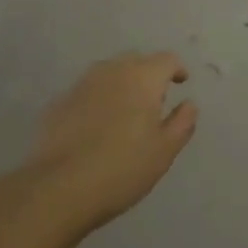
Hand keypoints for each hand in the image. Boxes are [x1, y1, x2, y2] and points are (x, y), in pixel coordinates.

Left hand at [25, 52, 197, 234]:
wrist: (59, 187)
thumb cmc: (122, 168)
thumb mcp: (164, 151)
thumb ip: (182, 123)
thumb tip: (189, 104)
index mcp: (142, 77)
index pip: (166, 60)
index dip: (176, 69)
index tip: (181, 82)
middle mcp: (112, 70)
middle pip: (136, 61)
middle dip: (148, 74)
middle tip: (153, 101)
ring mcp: (82, 83)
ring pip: (109, 73)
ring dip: (122, 84)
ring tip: (125, 111)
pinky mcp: (60, 101)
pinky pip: (88, 91)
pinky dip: (98, 99)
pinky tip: (96, 125)